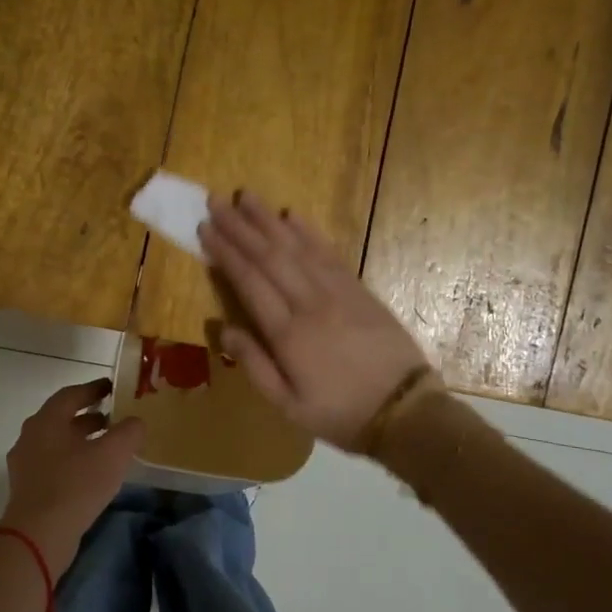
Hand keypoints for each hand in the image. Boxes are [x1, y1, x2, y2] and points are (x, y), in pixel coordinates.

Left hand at [0, 379, 145, 570]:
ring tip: (108, 447)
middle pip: (62, 418)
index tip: (112, 387)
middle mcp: (31, 436)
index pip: (71, 395)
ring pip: (57, 442)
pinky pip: (53, 464)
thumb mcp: (113, 453)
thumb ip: (129, 431)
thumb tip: (135, 422)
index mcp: (47, 420)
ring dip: (82, 440)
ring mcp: (25, 464)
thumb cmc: (76, 485)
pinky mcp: (27, 488)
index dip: (93, 389)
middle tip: (114, 418)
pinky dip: (74, 460)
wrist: (39, 535)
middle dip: (89, 416)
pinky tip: (93, 474)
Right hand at [198, 192, 432, 449]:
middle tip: (216, 201)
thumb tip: (223, 329)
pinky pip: (329, 253)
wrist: (405, 412)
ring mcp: (338, 293)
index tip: (206, 229)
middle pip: (270, 256)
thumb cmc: (341, 414)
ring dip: (269, 220)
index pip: (249, 282)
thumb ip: (254, 365)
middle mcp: (310, 303)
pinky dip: (309, 232)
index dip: (226, 253)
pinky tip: (293, 216)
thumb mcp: (288, 406)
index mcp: (288, 333)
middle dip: (240, 227)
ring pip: (298, 247)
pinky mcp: (360, 290)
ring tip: (247, 196)